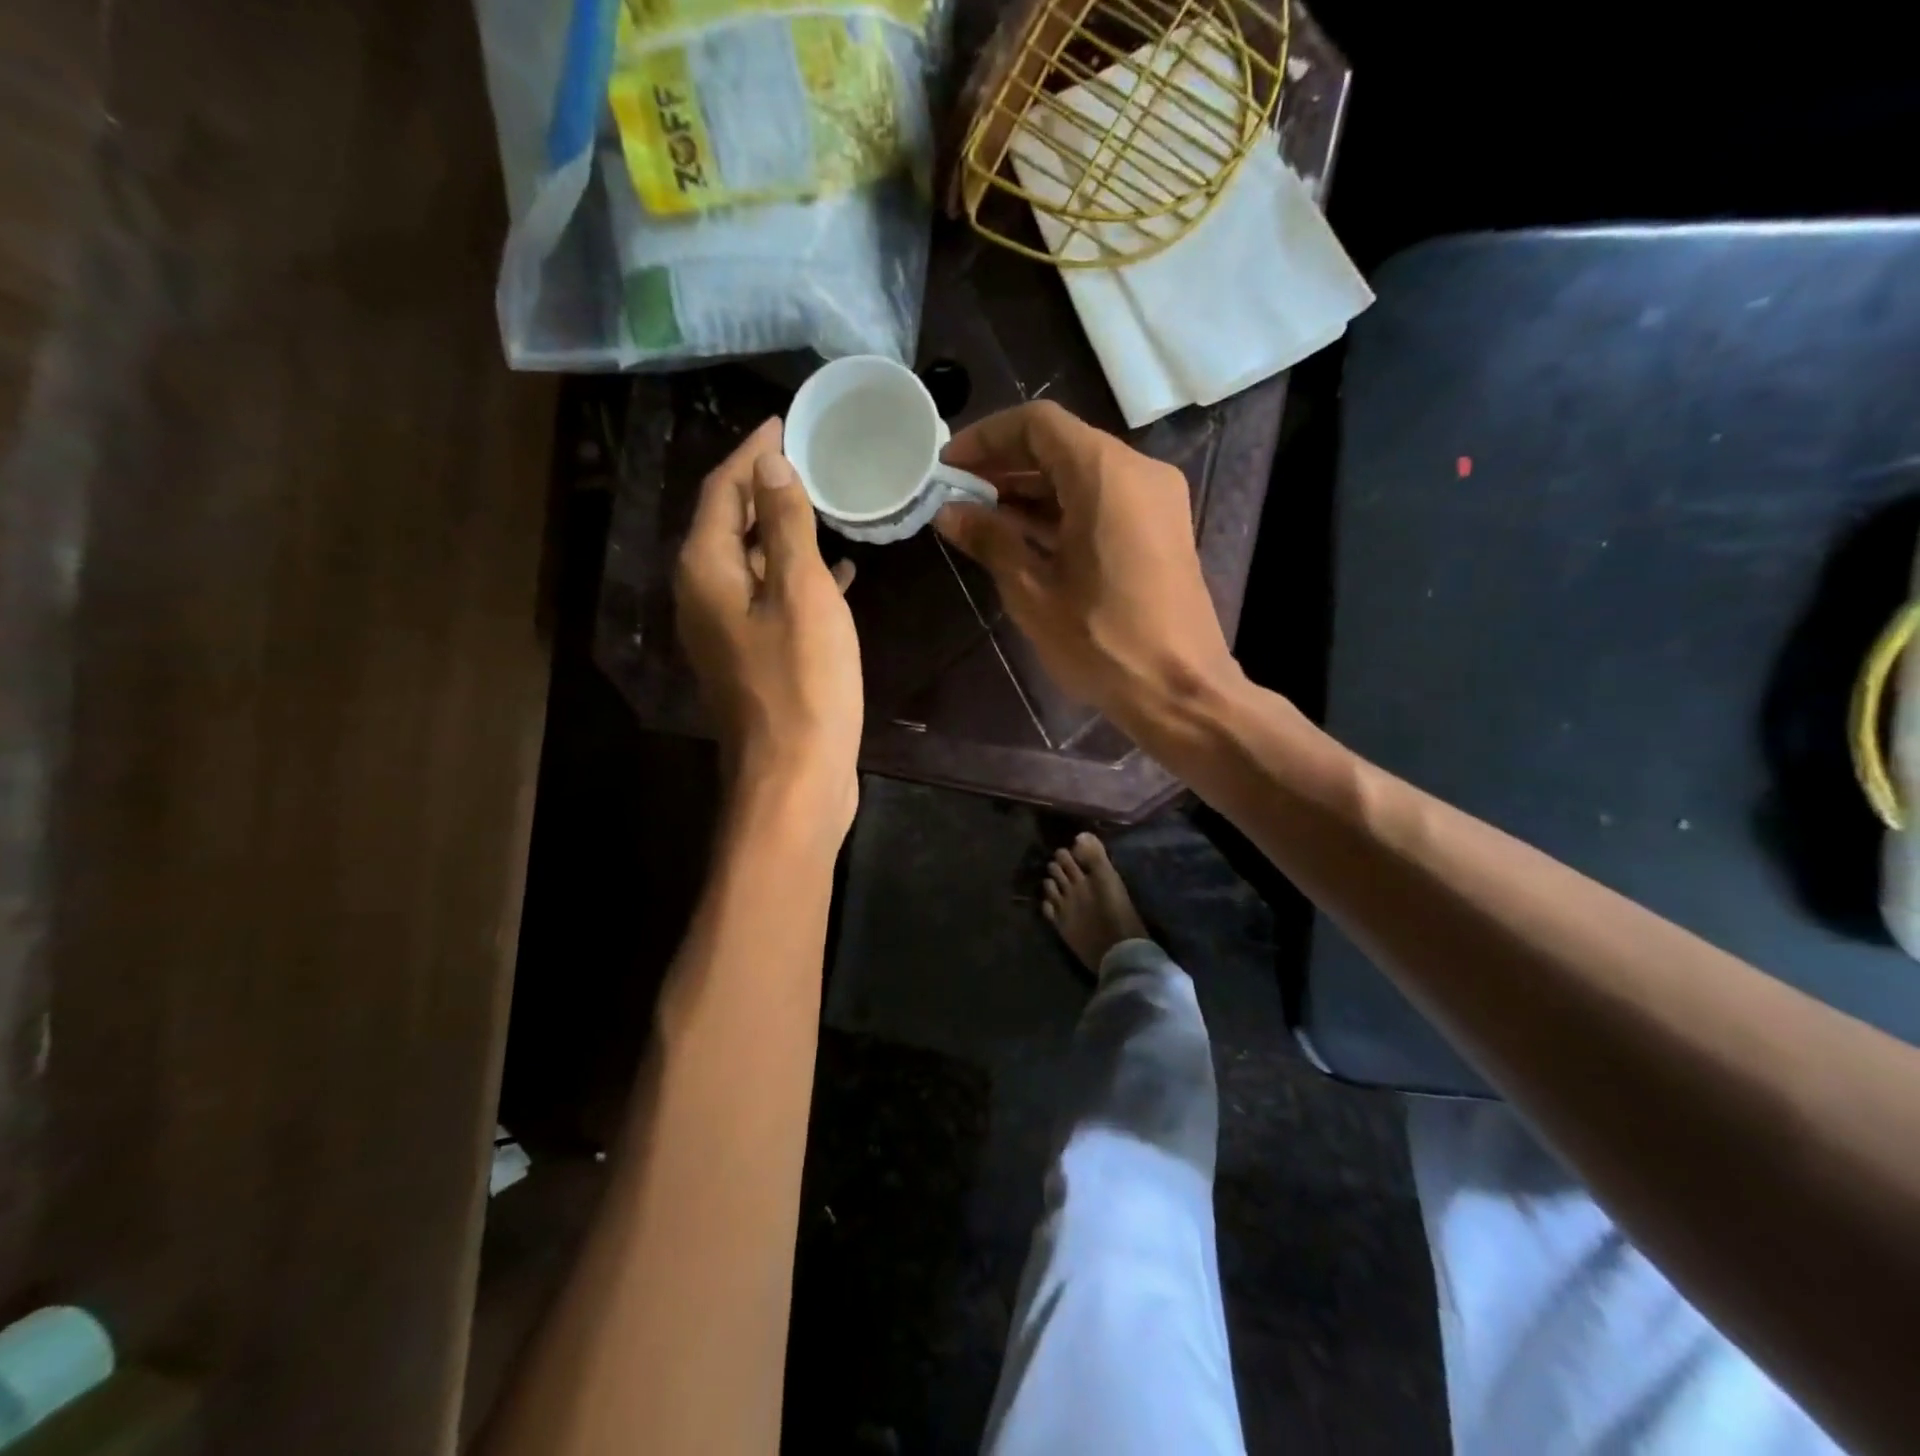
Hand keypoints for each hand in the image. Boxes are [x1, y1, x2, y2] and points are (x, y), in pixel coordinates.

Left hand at [675, 419, 861, 834]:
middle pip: (731, 524)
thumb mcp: (801, 593)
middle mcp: (704, 596)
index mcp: (706, 571)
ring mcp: (727, 632)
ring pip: (754, 563)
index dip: (752, 452)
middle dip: (767, 488)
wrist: (795, 778)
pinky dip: (799, 579)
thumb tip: (771, 463)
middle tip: (811, 458)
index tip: (784, 421)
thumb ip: (786, 525)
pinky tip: (840, 573)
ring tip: (828, 506)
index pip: (723, 490)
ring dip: (786, 534)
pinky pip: (772, 600)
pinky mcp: (754, 659)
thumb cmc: (803, 683)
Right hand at [934, 401, 1240, 738]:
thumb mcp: (1033, 592)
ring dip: (1032, 490)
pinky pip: (1104, 500)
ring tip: (982, 517)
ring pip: (1082, 473)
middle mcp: (1138, 471)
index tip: (948, 466)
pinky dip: (1062, 510)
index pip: (1037, 424)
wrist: (1179, 691)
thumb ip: (990, 540)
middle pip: (1061, 445)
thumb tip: (949, 512)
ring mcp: (1155, 500)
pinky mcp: (1161, 529)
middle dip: (1006, 465)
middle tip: (958, 494)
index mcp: (1105, 474)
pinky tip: (1024, 537)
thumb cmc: (1102, 642)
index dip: (986, 438)